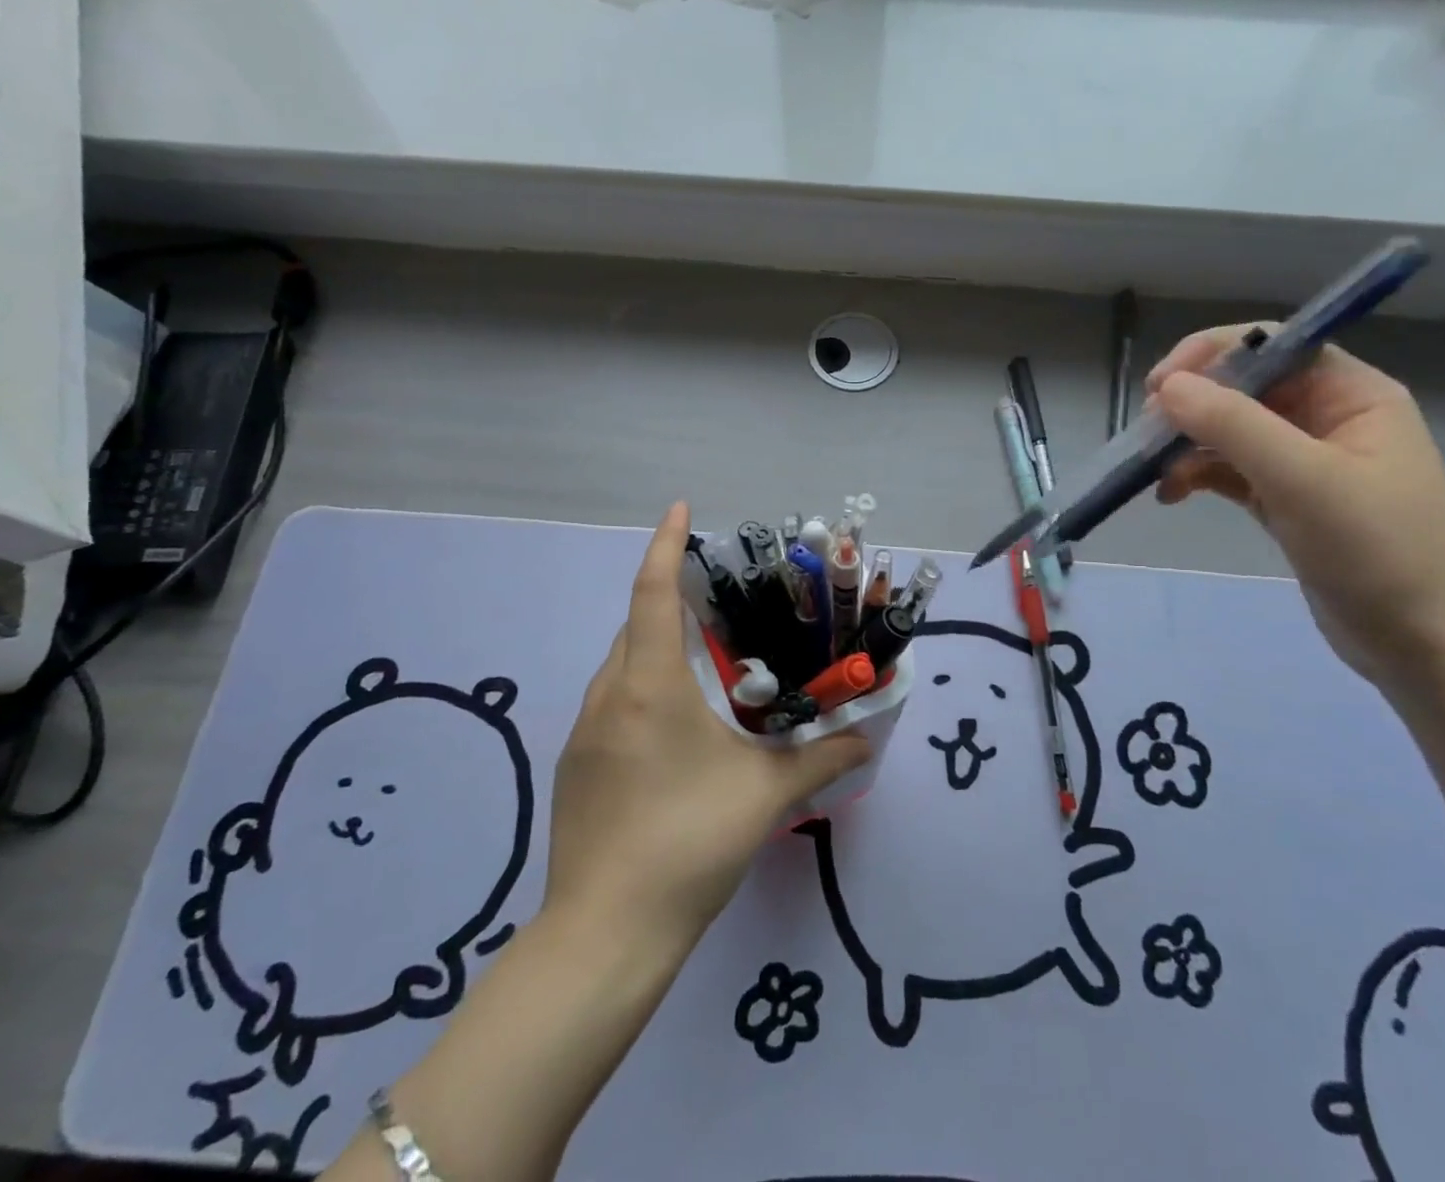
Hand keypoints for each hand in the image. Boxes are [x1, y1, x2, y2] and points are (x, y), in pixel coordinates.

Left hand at [544, 502, 868, 947]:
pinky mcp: (576, 767)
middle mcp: (609, 695)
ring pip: (622, 666)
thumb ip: (821, 758)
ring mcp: (585, 733)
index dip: (666, 545)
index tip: (682, 509)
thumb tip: (868, 738)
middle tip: (720, 604)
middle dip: (672, 601)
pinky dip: (643, 690)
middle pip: (637, 625)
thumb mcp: (765, 795)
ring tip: (706, 666)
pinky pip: (613, 703)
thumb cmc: (688, 843)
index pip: (652, 592)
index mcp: (649, 685)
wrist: (605, 935)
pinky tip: (676, 731)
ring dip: (658, 650)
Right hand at [1145, 329, 1444, 687]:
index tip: (1160, 385)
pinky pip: (1229, 470)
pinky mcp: (1285, 499)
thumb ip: (1235, 425)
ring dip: (1187, 444)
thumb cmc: (1376, 551)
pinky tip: (1171, 495)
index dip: (1213, 354)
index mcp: (1352, 395)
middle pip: (1245, 387)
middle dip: (1192, 405)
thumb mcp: (1303, 480)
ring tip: (1154, 471)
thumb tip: (1168, 386)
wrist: (1421, 646)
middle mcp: (1328, 418)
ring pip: (1230, 430)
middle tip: (1148, 435)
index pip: (1274, 346)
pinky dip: (1197, 476)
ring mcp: (1305, 461)